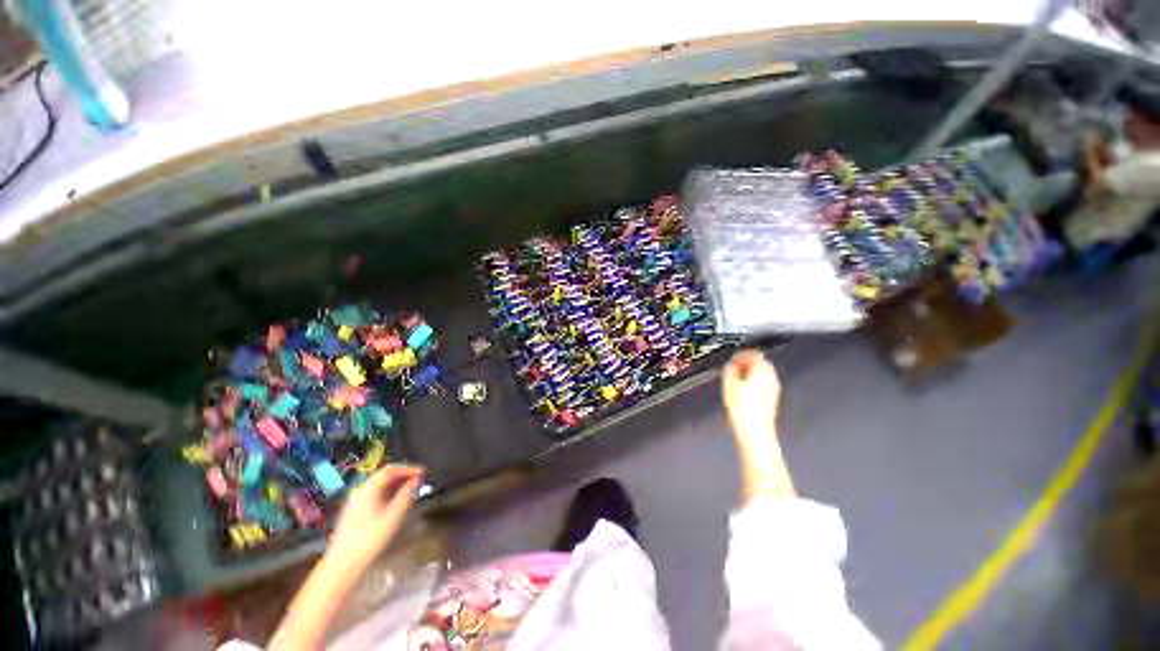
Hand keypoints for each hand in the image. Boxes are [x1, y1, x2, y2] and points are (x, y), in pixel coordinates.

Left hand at [330, 465, 423, 566]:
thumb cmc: (370, 539)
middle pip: (384, 476)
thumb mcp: (393, 516)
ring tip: (412, 490)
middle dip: (403, 476)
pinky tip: (397, 502)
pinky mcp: (355, 513)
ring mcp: (355, 503)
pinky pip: (375, 496)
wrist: (342, 566)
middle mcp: (360, 491)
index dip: (408, 468)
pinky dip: (389, 494)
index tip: (423, 472)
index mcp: (367, 489)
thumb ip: (406, 495)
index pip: (390, 470)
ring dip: (397, 485)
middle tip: (419, 479)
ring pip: (379, 487)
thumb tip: (415, 481)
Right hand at [722, 350, 793, 499]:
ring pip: (763, 374)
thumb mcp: (728, 384)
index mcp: (762, 370)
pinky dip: (754, 382)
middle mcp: (771, 378)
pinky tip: (744, 390)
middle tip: (735, 366)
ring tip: (738, 377)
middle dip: (748, 363)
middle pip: (761, 363)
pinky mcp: (772, 400)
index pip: (754, 355)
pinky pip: (764, 384)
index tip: (734, 357)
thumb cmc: (743, 408)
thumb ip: (729, 370)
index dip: (742, 354)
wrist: (755, 431)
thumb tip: (730, 366)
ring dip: (751, 373)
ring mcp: (773, 389)